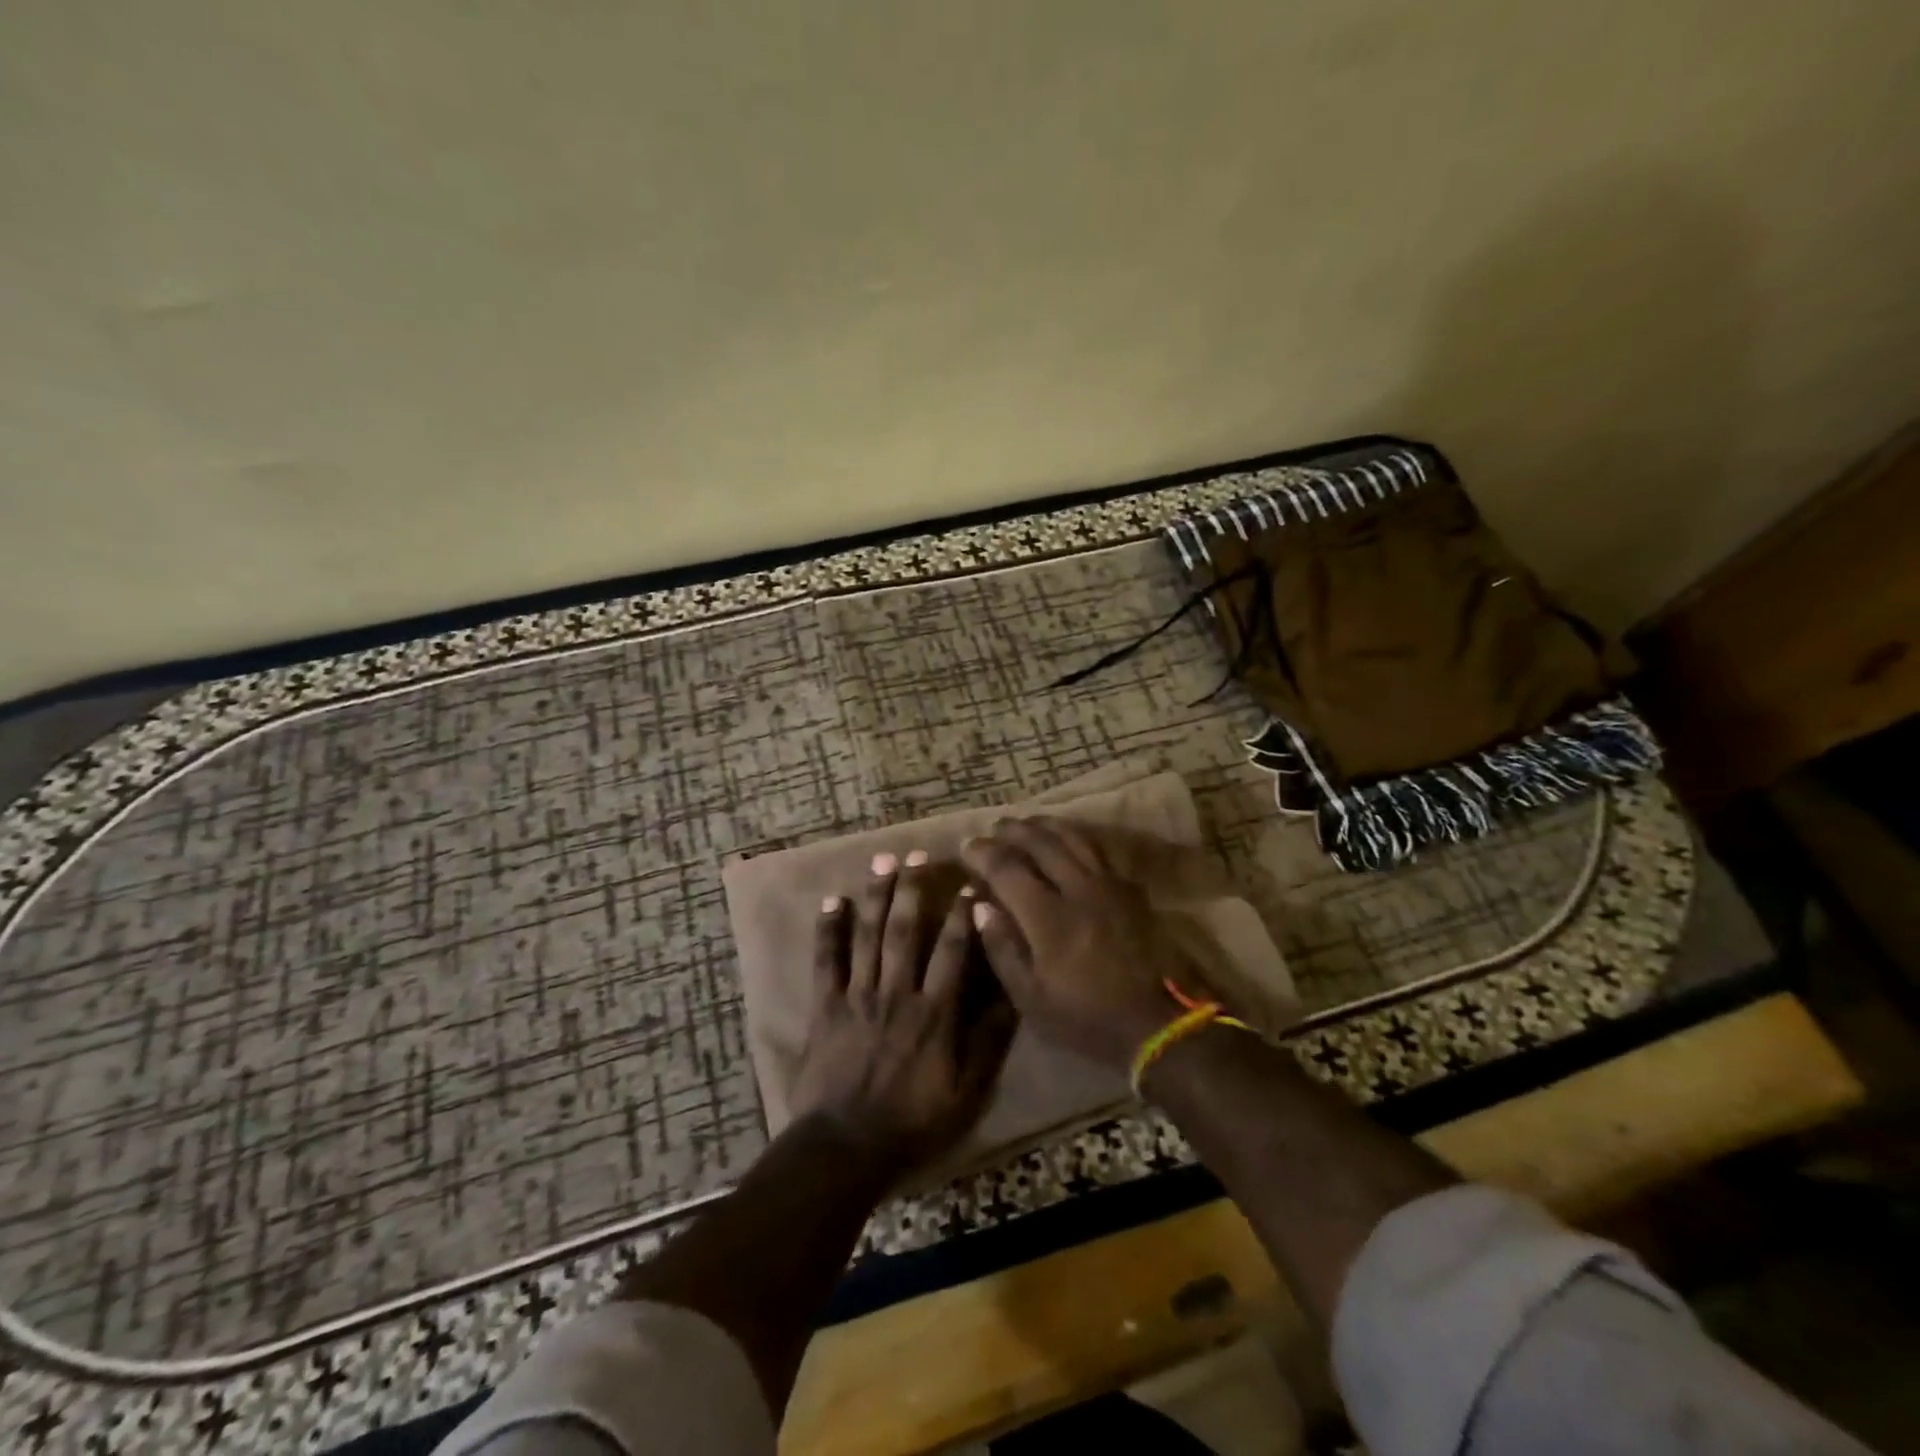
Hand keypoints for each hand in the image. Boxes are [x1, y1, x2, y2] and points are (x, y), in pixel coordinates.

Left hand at [788, 851, 1015, 1177]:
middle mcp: (897, 992)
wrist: (846, 1148)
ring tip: (882, 861)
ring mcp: (858, 996)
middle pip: (906, 930)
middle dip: (913, 889)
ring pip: (869, 936)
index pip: (953, 951)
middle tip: (916, 854)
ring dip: (876, 896)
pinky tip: (833, 901)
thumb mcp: (967, 1092)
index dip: (962, 915)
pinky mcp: (826, 1006)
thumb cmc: (913, 1121)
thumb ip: (988, 1041)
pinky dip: (828, 930)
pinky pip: (826, 961)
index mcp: (934, 1012)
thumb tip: (1012, 994)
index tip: (968, 884)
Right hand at [961, 818, 1197, 1071]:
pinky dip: (1077, 836)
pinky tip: (1069, 838)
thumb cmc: (1086, 1017)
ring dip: (1045, 825)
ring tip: (1027, 822)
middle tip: (995, 826)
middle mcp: (1078, 889)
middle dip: (1013, 830)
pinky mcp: (1130, 889)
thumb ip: (1002, 948)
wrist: (1157, 1024)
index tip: (967, 846)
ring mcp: (1108, 885)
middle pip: (1041, 843)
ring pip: (1073, 838)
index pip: (1008, 869)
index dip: (983, 853)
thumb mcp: (1031, 998)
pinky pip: (1099, 849)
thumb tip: (980, 906)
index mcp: (1049, 917)